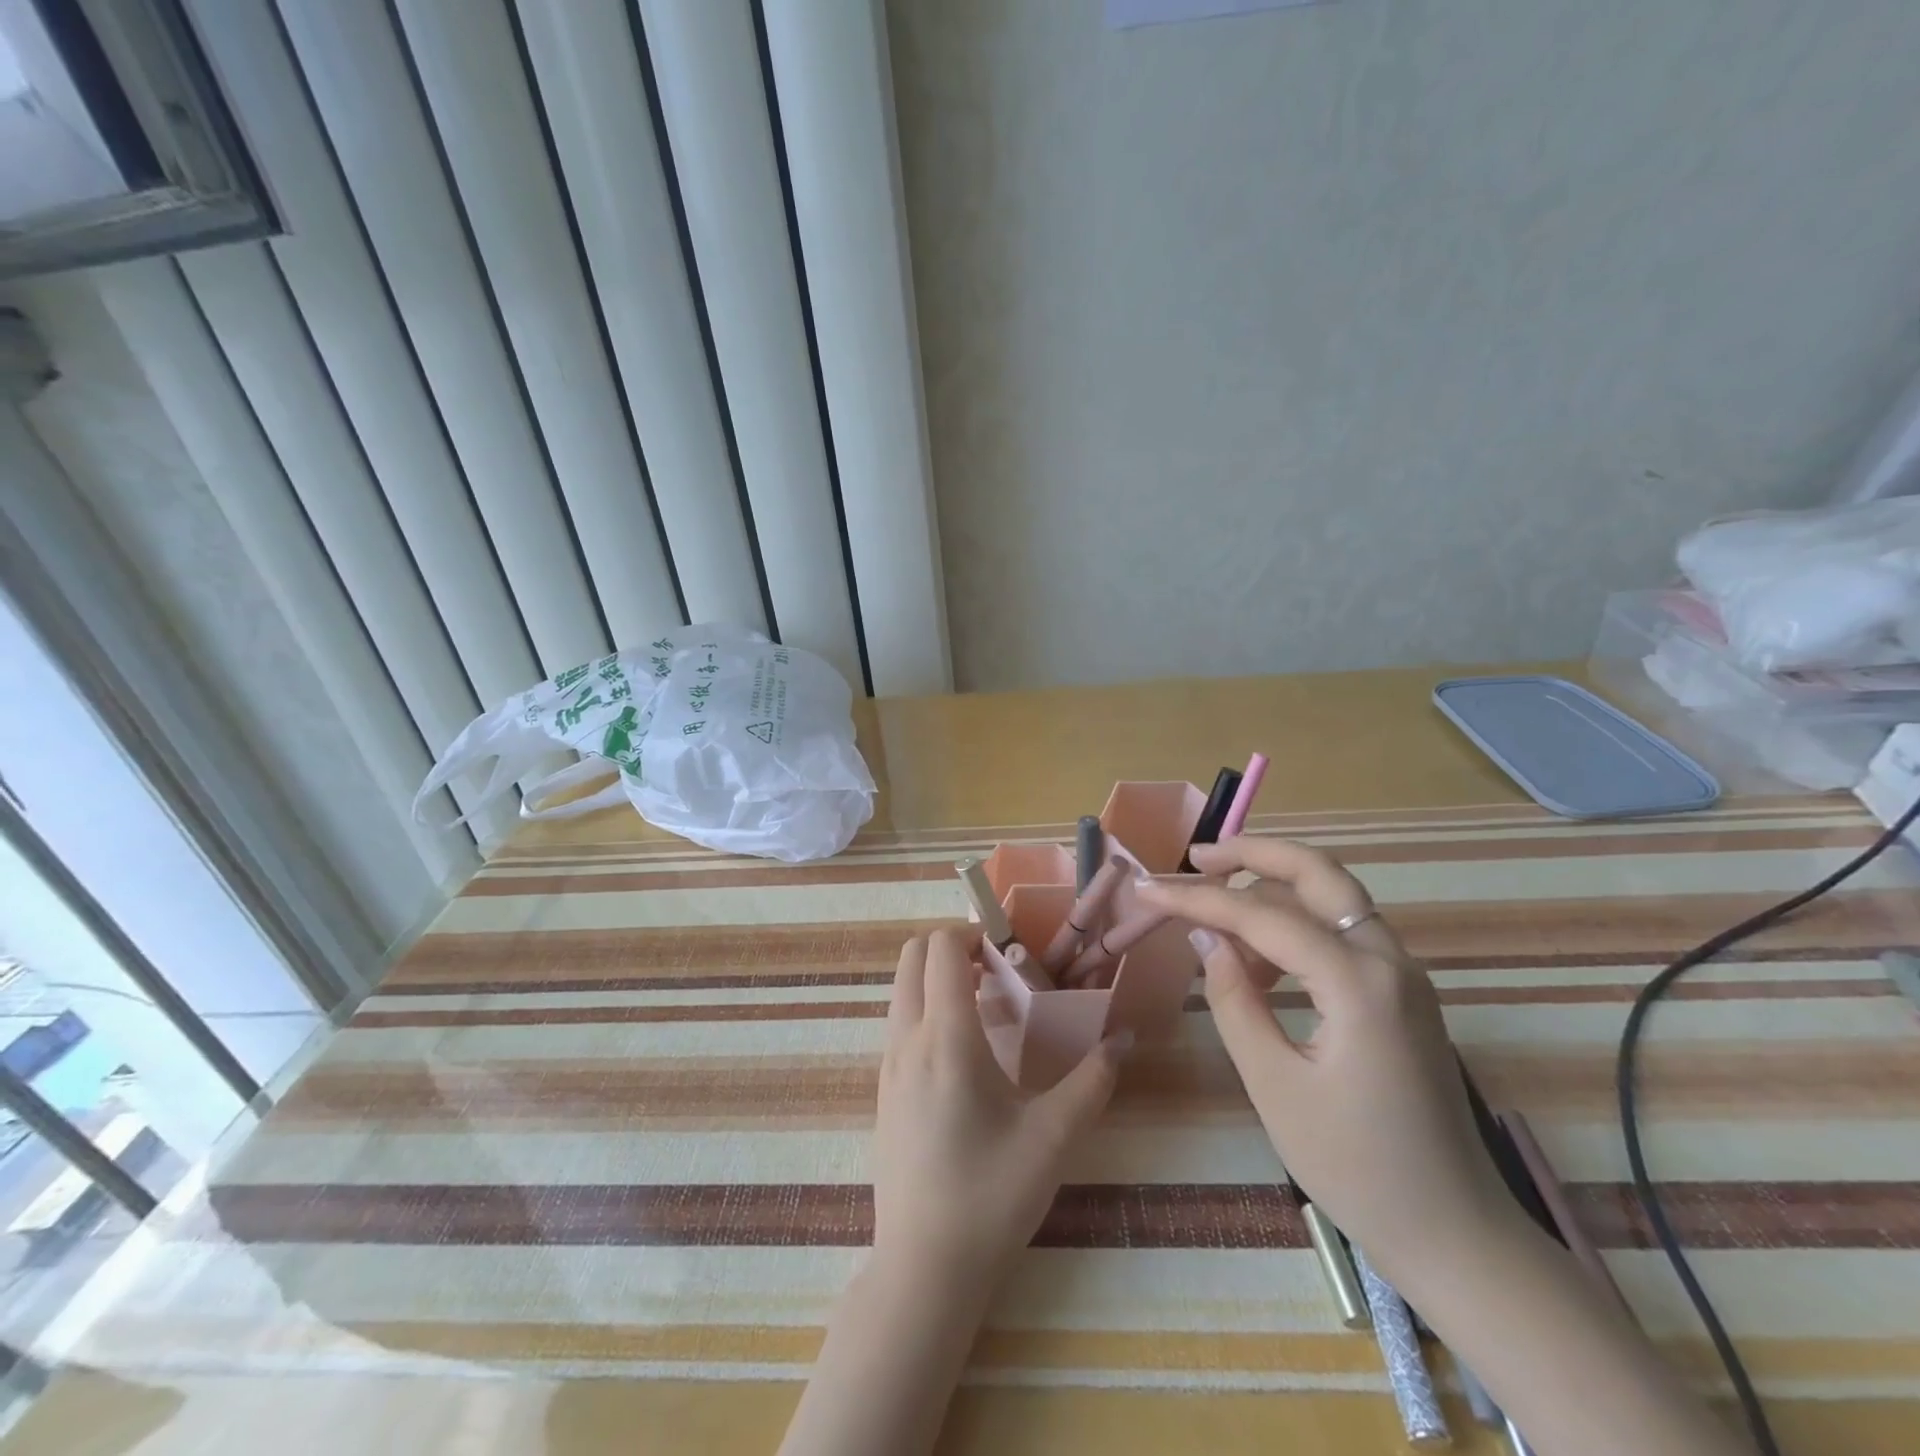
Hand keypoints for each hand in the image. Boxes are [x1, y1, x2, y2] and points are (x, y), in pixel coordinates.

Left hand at [873, 928, 1126, 1290]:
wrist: (924, 1268)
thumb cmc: (991, 1195)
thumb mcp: (1054, 1137)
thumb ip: (1094, 1080)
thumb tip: (1123, 1039)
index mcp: (945, 1037)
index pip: (942, 947)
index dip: (973, 933)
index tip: (1010, 951)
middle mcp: (907, 1039)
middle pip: (912, 956)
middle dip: (951, 946)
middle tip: (996, 969)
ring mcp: (888, 1065)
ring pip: (902, 990)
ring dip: (937, 978)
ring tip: (986, 1007)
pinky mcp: (883, 1090)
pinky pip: (899, 1023)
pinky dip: (926, 1009)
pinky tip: (966, 1053)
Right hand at [1136, 839, 1519, 1279]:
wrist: (1454, 1232)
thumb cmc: (1355, 1166)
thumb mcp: (1274, 1085)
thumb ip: (1234, 1000)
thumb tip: (1205, 938)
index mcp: (1358, 985)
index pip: (1263, 916)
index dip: (1198, 899)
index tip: (1146, 889)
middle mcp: (1389, 961)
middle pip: (1318, 873)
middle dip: (1254, 853)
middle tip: (1197, 857)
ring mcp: (1402, 974)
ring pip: (1334, 896)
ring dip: (1274, 885)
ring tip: (1215, 905)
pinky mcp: (1401, 992)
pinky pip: (1343, 931)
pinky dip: (1296, 922)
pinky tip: (1257, 954)